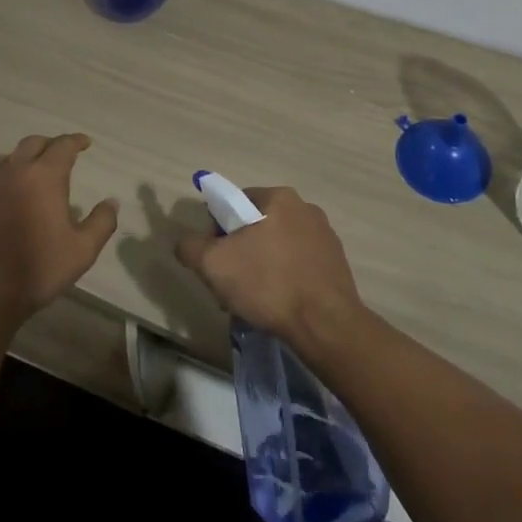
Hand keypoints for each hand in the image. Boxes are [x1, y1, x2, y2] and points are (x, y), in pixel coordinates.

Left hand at [0, 134, 118, 327]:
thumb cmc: (36, 270)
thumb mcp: (82, 251)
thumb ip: (102, 222)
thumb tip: (111, 202)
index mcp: (43, 177)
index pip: (62, 146)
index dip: (76, 141)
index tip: (85, 143)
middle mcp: (13, 172)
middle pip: (32, 144)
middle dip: (50, 145)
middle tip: (61, 154)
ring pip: (6, 159)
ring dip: (23, 160)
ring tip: (32, 173)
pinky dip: (3, 181)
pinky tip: (7, 200)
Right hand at [175, 187, 367, 355]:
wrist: (325, 324)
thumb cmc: (267, 283)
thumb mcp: (213, 264)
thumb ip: (191, 247)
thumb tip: (185, 243)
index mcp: (279, 197)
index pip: (236, 202)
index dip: (218, 229)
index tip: (215, 258)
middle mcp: (306, 208)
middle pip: (258, 226)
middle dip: (240, 251)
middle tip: (230, 283)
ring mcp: (325, 236)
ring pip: (279, 247)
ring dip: (262, 267)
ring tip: (254, 300)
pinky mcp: (336, 264)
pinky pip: (299, 265)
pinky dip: (285, 279)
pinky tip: (279, 305)